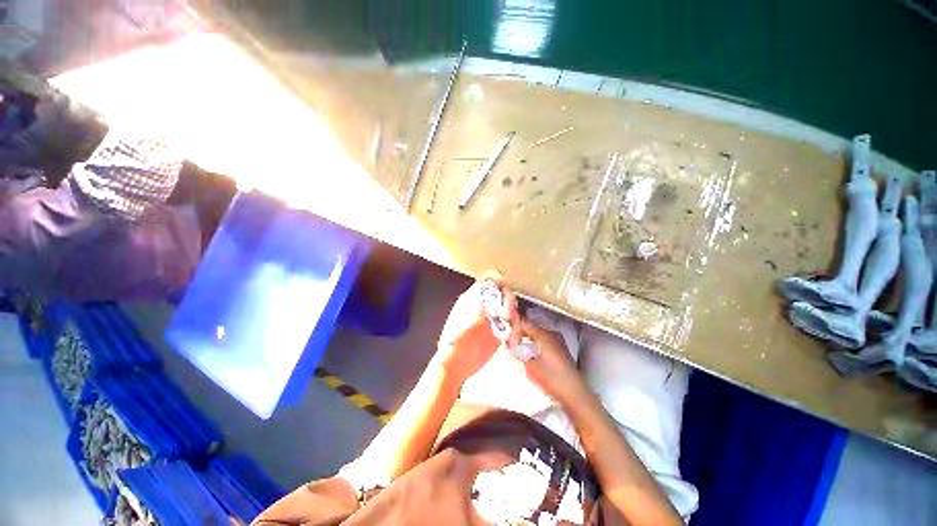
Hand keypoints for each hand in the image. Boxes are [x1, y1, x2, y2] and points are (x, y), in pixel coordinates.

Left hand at [436, 273, 520, 383]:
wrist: (456, 366)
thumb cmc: (454, 346)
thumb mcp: (463, 327)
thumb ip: (476, 313)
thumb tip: (488, 299)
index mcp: (472, 299)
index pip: (487, 281)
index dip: (498, 281)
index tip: (504, 291)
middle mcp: (484, 305)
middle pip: (503, 293)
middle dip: (508, 303)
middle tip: (507, 317)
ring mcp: (492, 318)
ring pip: (510, 309)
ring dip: (515, 320)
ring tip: (511, 335)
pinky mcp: (499, 330)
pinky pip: (513, 325)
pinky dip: (516, 331)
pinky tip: (511, 342)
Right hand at [520, 319, 588, 405]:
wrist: (575, 394)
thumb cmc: (551, 379)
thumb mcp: (529, 366)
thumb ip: (519, 353)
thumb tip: (513, 346)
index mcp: (544, 334)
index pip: (525, 323)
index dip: (514, 329)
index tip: (509, 339)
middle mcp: (552, 334)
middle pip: (532, 328)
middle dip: (521, 335)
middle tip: (513, 346)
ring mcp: (559, 341)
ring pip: (539, 336)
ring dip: (529, 341)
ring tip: (522, 353)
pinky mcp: (562, 350)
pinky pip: (545, 342)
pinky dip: (537, 346)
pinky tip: (533, 357)